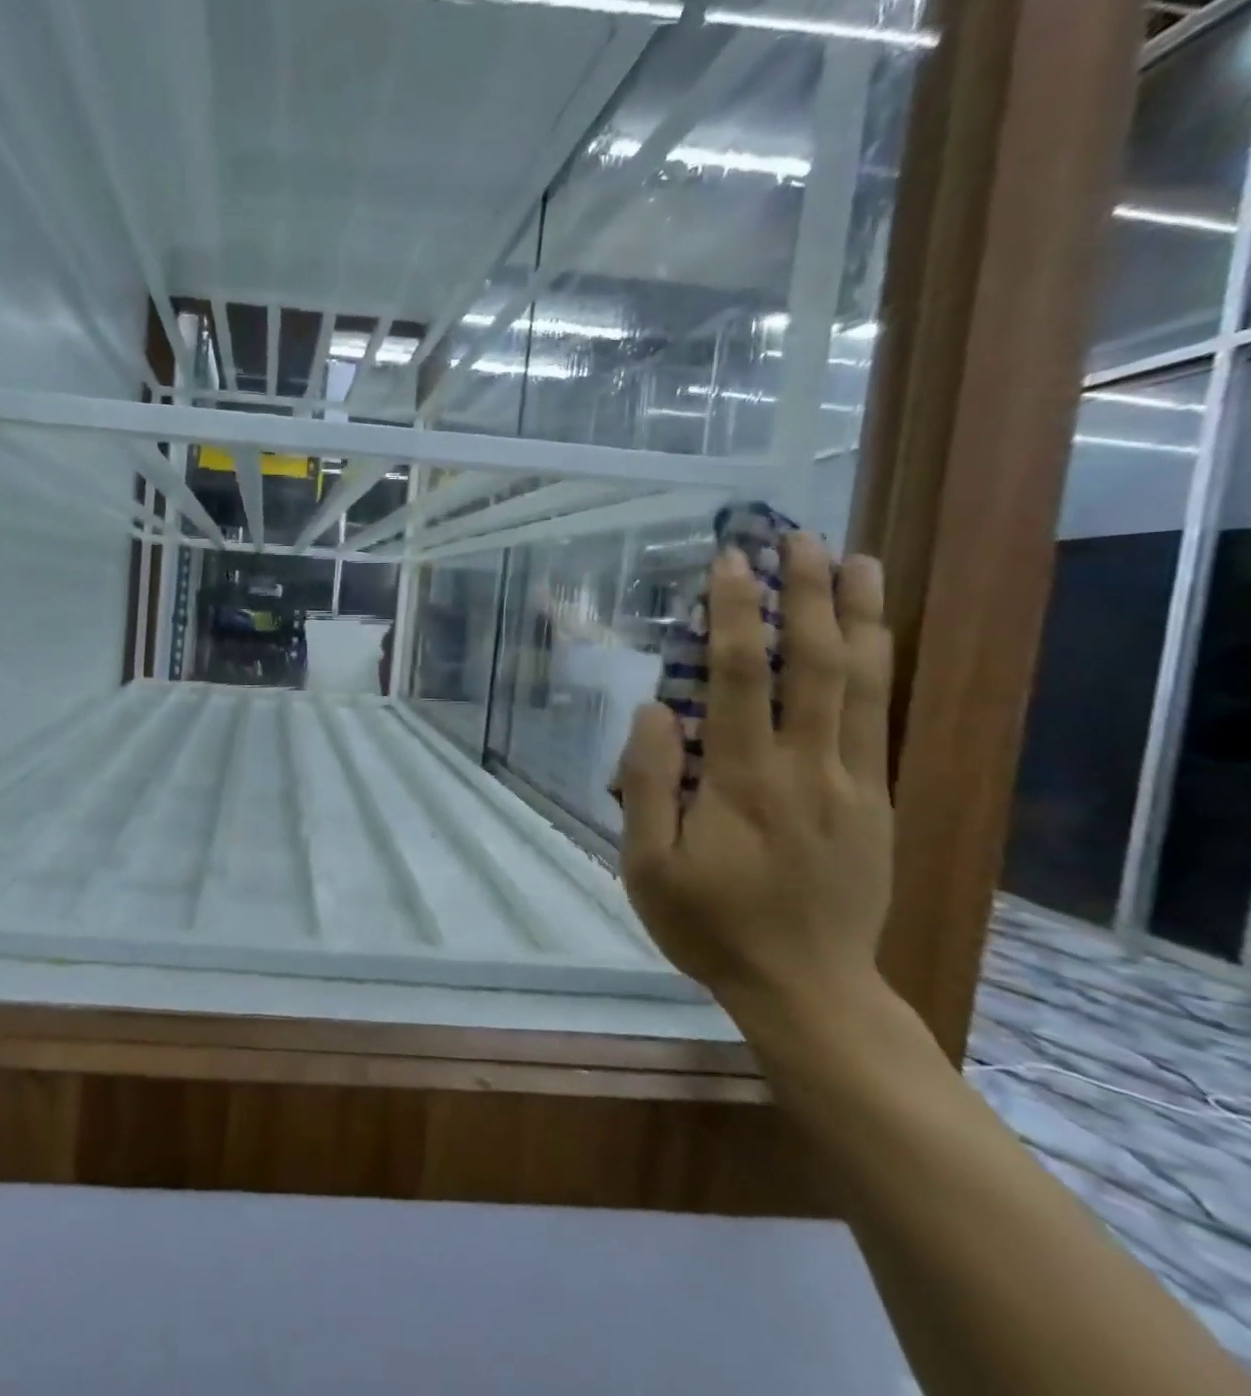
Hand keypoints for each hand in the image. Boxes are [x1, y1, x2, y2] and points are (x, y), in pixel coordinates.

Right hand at [616, 534, 893, 1023]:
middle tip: (798, 537)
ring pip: (863, 683)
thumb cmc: (710, 925)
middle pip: (815, 664)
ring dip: (858, 615)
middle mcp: (806, 767)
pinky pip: (878, 719)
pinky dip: (878, 665)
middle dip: (807, 593)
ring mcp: (851, 782)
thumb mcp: (648, 865)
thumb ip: (647, 785)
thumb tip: (655, 710)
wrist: (807, 987)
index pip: (740, 678)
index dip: (735, 614)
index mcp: (742, 781)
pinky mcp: (875, 800)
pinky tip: (872, 635)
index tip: (730, 563)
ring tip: (856, 559)